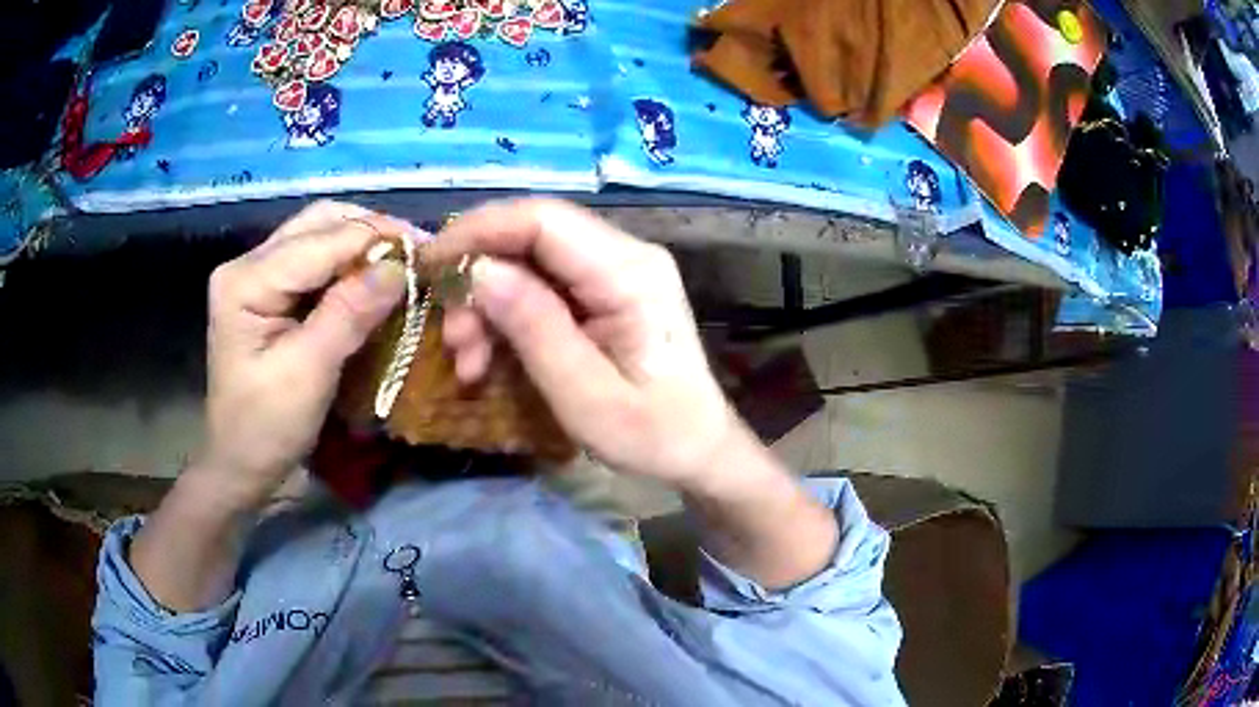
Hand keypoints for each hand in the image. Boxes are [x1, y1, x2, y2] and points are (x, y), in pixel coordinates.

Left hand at [198, 201, 405, 507]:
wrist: (240, 463)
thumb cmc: (266, 427)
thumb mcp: (308, 373)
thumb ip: (348, 314)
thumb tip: (399, 267)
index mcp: (246, 280)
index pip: (320, 240)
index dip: (376, 239)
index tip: (429, 251)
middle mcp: (248, 263)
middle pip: (318, 223)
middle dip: (370, 232)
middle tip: (417, 254)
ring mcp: (257, 274)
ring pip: (319, 235)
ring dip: (362, 244)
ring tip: (402, 262)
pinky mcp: (269, 291)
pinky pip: (316, 261)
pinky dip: (350, 264)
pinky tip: (373, 277)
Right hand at [428, 199, 746, 491]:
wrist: (698, 448)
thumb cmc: (653, 434)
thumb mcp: (587, 396)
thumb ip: (534, 328)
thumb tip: (478, 270)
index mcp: (630, 273)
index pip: (543, 220)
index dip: (479, 232)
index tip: (429, 267)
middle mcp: (624, 254)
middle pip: (530, 237)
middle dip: (478, 281)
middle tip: (453, 340)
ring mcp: (613, 270)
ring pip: (526, 262)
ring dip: (486, 306)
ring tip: (469, 363)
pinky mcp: (602, 290)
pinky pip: (539, 286)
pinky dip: (505, 317)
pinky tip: (488, 358)